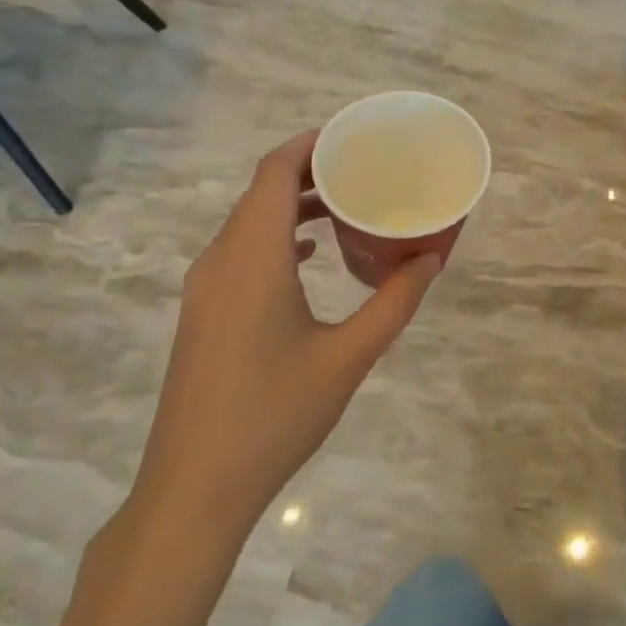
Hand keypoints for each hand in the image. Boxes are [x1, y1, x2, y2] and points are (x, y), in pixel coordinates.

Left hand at [130, 131, 441, 542]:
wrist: (194, 489)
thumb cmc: (274, 415)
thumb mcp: (348, 357)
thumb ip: (394, 301)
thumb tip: (431, 259)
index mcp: (251, 259)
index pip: (272, 173)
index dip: (309, 144)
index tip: (352, 136)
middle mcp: (220, 261)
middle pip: (259, 192)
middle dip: (308, 171)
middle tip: (363, 168)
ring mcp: (205, 289)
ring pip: (247, 223)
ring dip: (292, 206)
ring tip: (346, 204)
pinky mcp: (203, 314)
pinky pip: (241, 252)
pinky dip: (277, 238)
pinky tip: (310, 256)